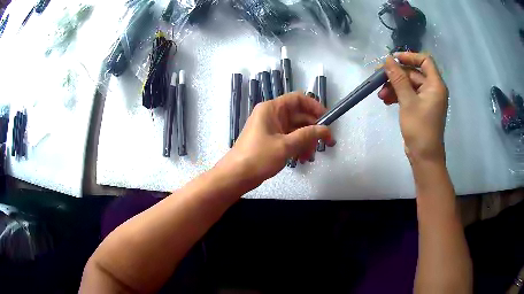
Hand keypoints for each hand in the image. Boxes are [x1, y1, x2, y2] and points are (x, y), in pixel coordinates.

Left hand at [216, 92, 334, 190]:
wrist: (236, 176)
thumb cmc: (258, 157)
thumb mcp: (286, 146)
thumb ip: (308, 135)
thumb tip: (327, 130)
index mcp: (272, 109)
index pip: (298, 99)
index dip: (314, 106)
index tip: (327, 119)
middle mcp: (271, 115)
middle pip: (299, 116)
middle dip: (313, 129)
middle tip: (326, 143)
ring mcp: (271, 128)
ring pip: (295, 129)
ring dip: (306, 141)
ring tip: (310, 156)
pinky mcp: (270, 140)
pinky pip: (289, 139)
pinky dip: (298, 147)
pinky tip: (302, 159)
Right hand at [378, 52, 448, 162]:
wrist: (424, 156)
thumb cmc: (420, 128)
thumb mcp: (407, 101)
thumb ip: (398, 78)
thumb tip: (388, 59)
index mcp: (435, 85)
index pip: (425, 60)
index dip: (409, 56)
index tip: (393, 59)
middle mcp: (433, 89)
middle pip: (414, 73)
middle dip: (396, 76)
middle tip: (379, 78)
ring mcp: (427, 99)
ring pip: (409, 84)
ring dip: (394, 87)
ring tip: (381, 95)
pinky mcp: (421, 108)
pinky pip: (409, 95)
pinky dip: (398, 96)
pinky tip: (386, 100)